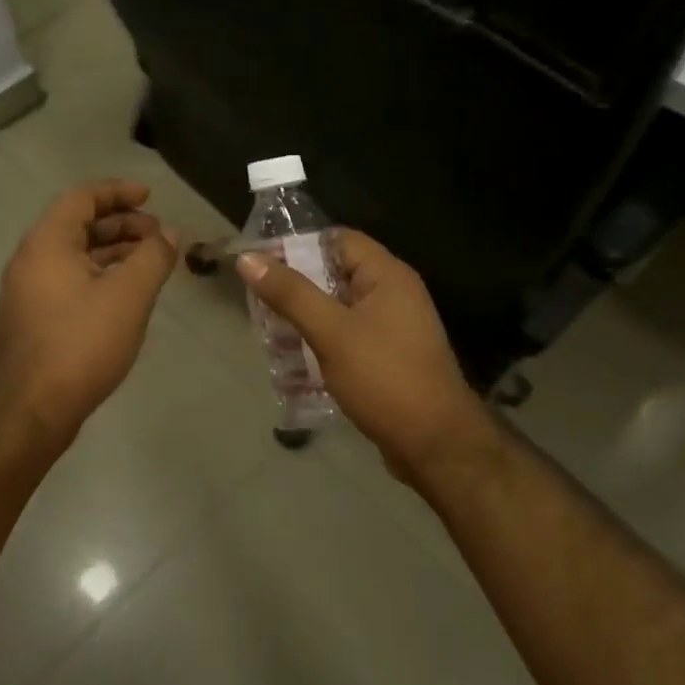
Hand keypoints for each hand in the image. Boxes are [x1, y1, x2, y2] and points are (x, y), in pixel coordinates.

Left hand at [0, 180, 179, 443]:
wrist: (28, 410)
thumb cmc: (80, 343)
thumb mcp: (128, 295)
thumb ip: (153, 257)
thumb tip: (169, 233)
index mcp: (48, 242)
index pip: (82, 198)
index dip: (118, 192)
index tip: (150, 197)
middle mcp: (32, 260)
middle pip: (78, 225)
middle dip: (121, 224)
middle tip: (158, 235)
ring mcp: (29, 292)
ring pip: (75, 257)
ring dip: (113, 252)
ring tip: (150, 263)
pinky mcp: (34, 320)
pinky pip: (70, 281)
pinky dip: (100, 276)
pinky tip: (125, 297)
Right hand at [237, 231, 490, 484]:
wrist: (435, 445)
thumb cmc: (384, 378)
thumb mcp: (331, 332)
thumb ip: (290, 294)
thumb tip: (248, 258)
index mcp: (387, 276)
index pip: (338, 240)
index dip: (298, 245)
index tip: (260, 262)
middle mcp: (393, 295)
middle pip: (335, 275)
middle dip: (295, 288)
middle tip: (256, 303)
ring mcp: (392, 329)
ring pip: (337, 311)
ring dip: (303, 321)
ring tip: (266, 335)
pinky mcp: (386, 359)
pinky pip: (346, 340)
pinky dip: (320, 345)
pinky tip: (291, 364)